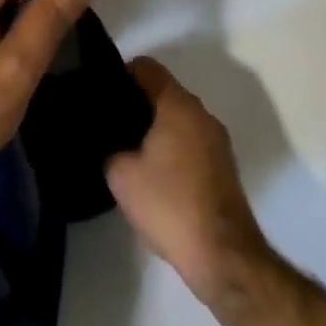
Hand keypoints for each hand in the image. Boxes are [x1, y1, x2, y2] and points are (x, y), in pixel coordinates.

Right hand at [107, 58, 269, 305]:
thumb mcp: (121, 174)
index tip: (101, 97)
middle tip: (109, 125)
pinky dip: (171, 145)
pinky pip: (190, 139)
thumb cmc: (170, 205)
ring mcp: (217, 140)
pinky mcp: (223, 166)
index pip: (145, 66)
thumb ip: (108, 143)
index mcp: (178, 104)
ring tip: (128, 150)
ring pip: (177, 116)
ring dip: (154, 126)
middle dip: (135, 102)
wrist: (224, 258)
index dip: (119, 75)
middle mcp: (201, 113)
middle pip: (162, 90)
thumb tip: (106, 135)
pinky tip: (153, 173)